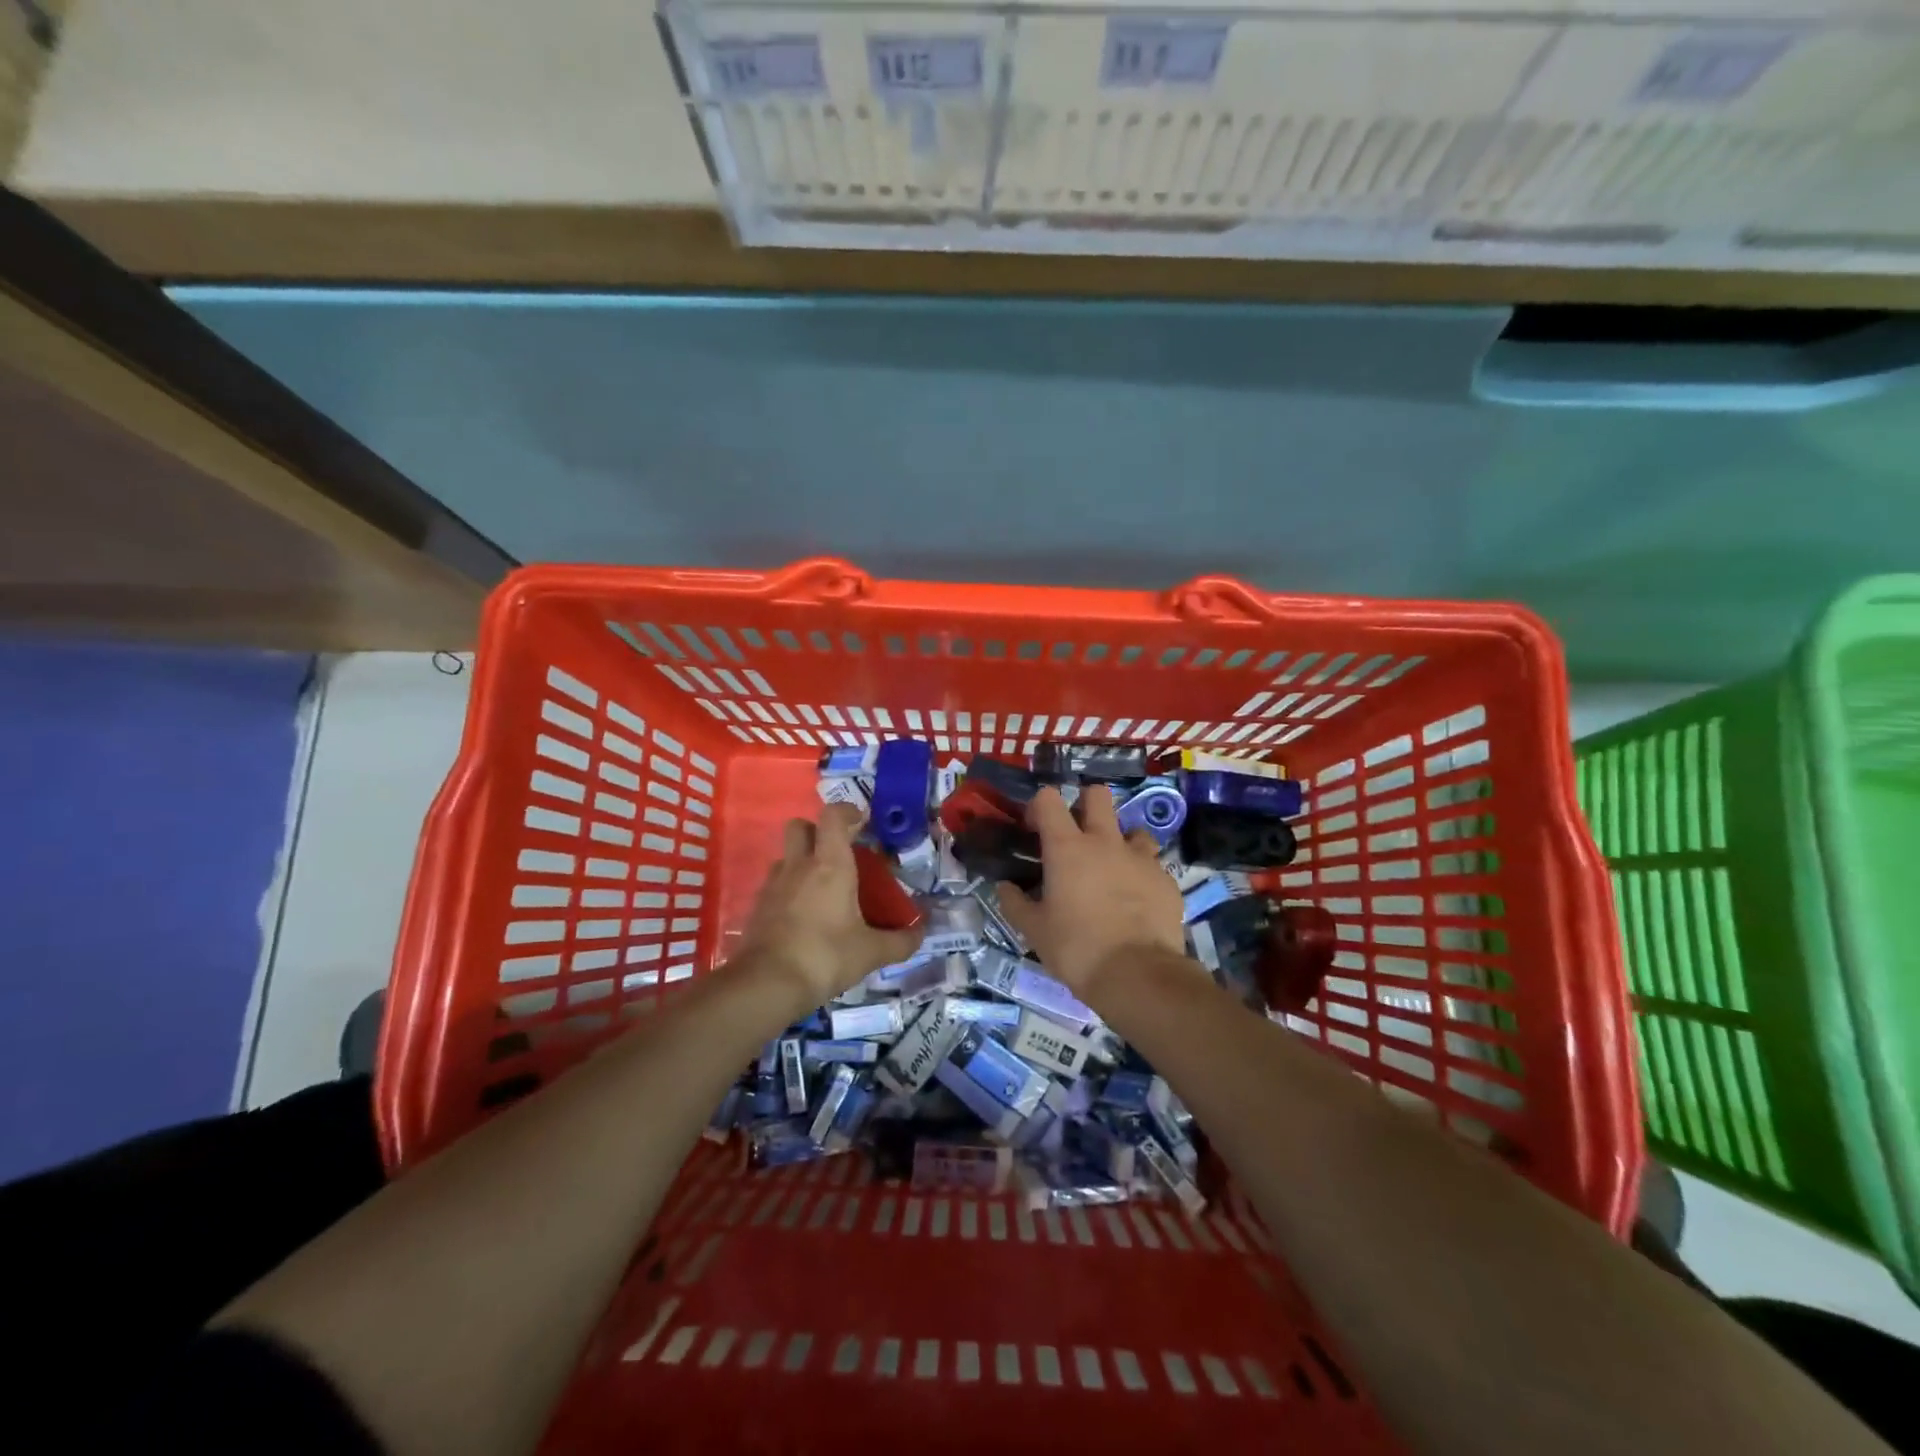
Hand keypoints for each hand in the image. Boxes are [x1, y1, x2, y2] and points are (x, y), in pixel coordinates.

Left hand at [736, 803, 920, 1006]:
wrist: (766, 985)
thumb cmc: (825, 957)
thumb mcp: (871, 952)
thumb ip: (900, 941)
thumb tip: (921, 933)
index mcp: (830, 865)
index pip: (833, 816)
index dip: (847, 811)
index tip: (862, 821)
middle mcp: (799, 866)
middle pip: (800, 826)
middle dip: (818, 830)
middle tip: (839, 851)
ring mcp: (773, 885)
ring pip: (787, 855)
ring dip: (803, 861)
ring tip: (823, 887)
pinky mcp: (758, 907)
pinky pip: (776, 884)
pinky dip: (790, 889)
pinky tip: (804, 915)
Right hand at [994, 785, 1186, 993]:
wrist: (1137, 975)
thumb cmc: (1076, 949)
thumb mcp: (1034, 930)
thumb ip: (1015, 903)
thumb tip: (1004, 887)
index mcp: (1067, 847)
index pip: (1049, 799)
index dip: (1039, 807)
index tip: (1034, 829)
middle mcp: (1105, 842)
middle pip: (1098, 794)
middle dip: (1086, 804)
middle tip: (1078, 835)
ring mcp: (1141, 858)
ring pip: (1132, 829)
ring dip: (1120, 841)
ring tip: (1113, 869)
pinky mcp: (1166, 880)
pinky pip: (1152, 865)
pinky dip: (1141, 876)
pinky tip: (1136, 901)